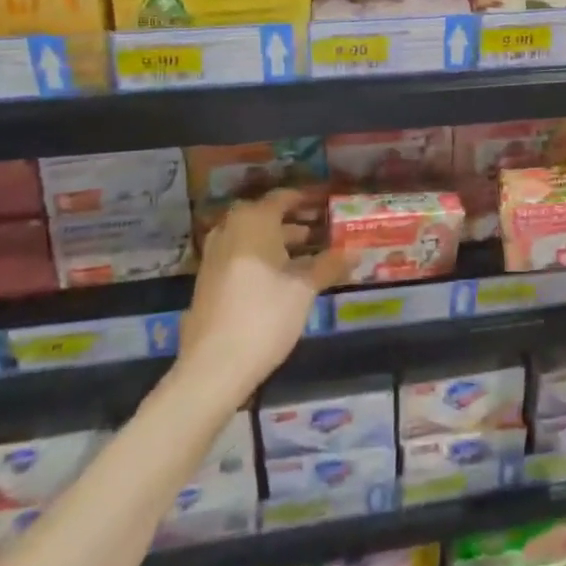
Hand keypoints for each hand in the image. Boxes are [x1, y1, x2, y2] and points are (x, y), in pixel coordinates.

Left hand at [177, 190, 348, 393]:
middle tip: (318, 228)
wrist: (213, 367)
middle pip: (264, 216)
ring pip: (250, 237)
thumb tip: (357, 251)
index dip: (304, 199)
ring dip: (276, 241)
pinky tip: (279, 279)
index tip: (325, 204)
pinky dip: (259, 257)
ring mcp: (214, 256)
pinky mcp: (208, 282)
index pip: (281, 198)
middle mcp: (230, 230)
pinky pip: (238, 256)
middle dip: (291, 221)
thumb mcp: (304, 289)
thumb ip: (329, 265)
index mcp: (253, 222)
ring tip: (304, 254)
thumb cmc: (264, 316)